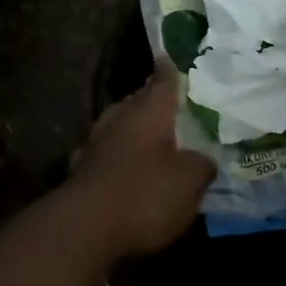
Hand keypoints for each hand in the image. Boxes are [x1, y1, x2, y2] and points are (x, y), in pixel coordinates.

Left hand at [64, 69, 214, 263]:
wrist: (85, 227)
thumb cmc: (145, 193)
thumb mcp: (190, 181)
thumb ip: (202, 165)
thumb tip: (204, 159)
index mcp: (149, 109)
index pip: (163, 79)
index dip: (170, 70)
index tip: (170, 59)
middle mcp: (120, 116)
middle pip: (139, 102)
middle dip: (153, 104)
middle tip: (173, 110)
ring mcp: (95, 142)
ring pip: (120, 127)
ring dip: (134, 133)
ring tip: (154, 144)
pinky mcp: (81, 170)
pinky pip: (107, 155)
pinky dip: (119, 160)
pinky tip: (128, 173)